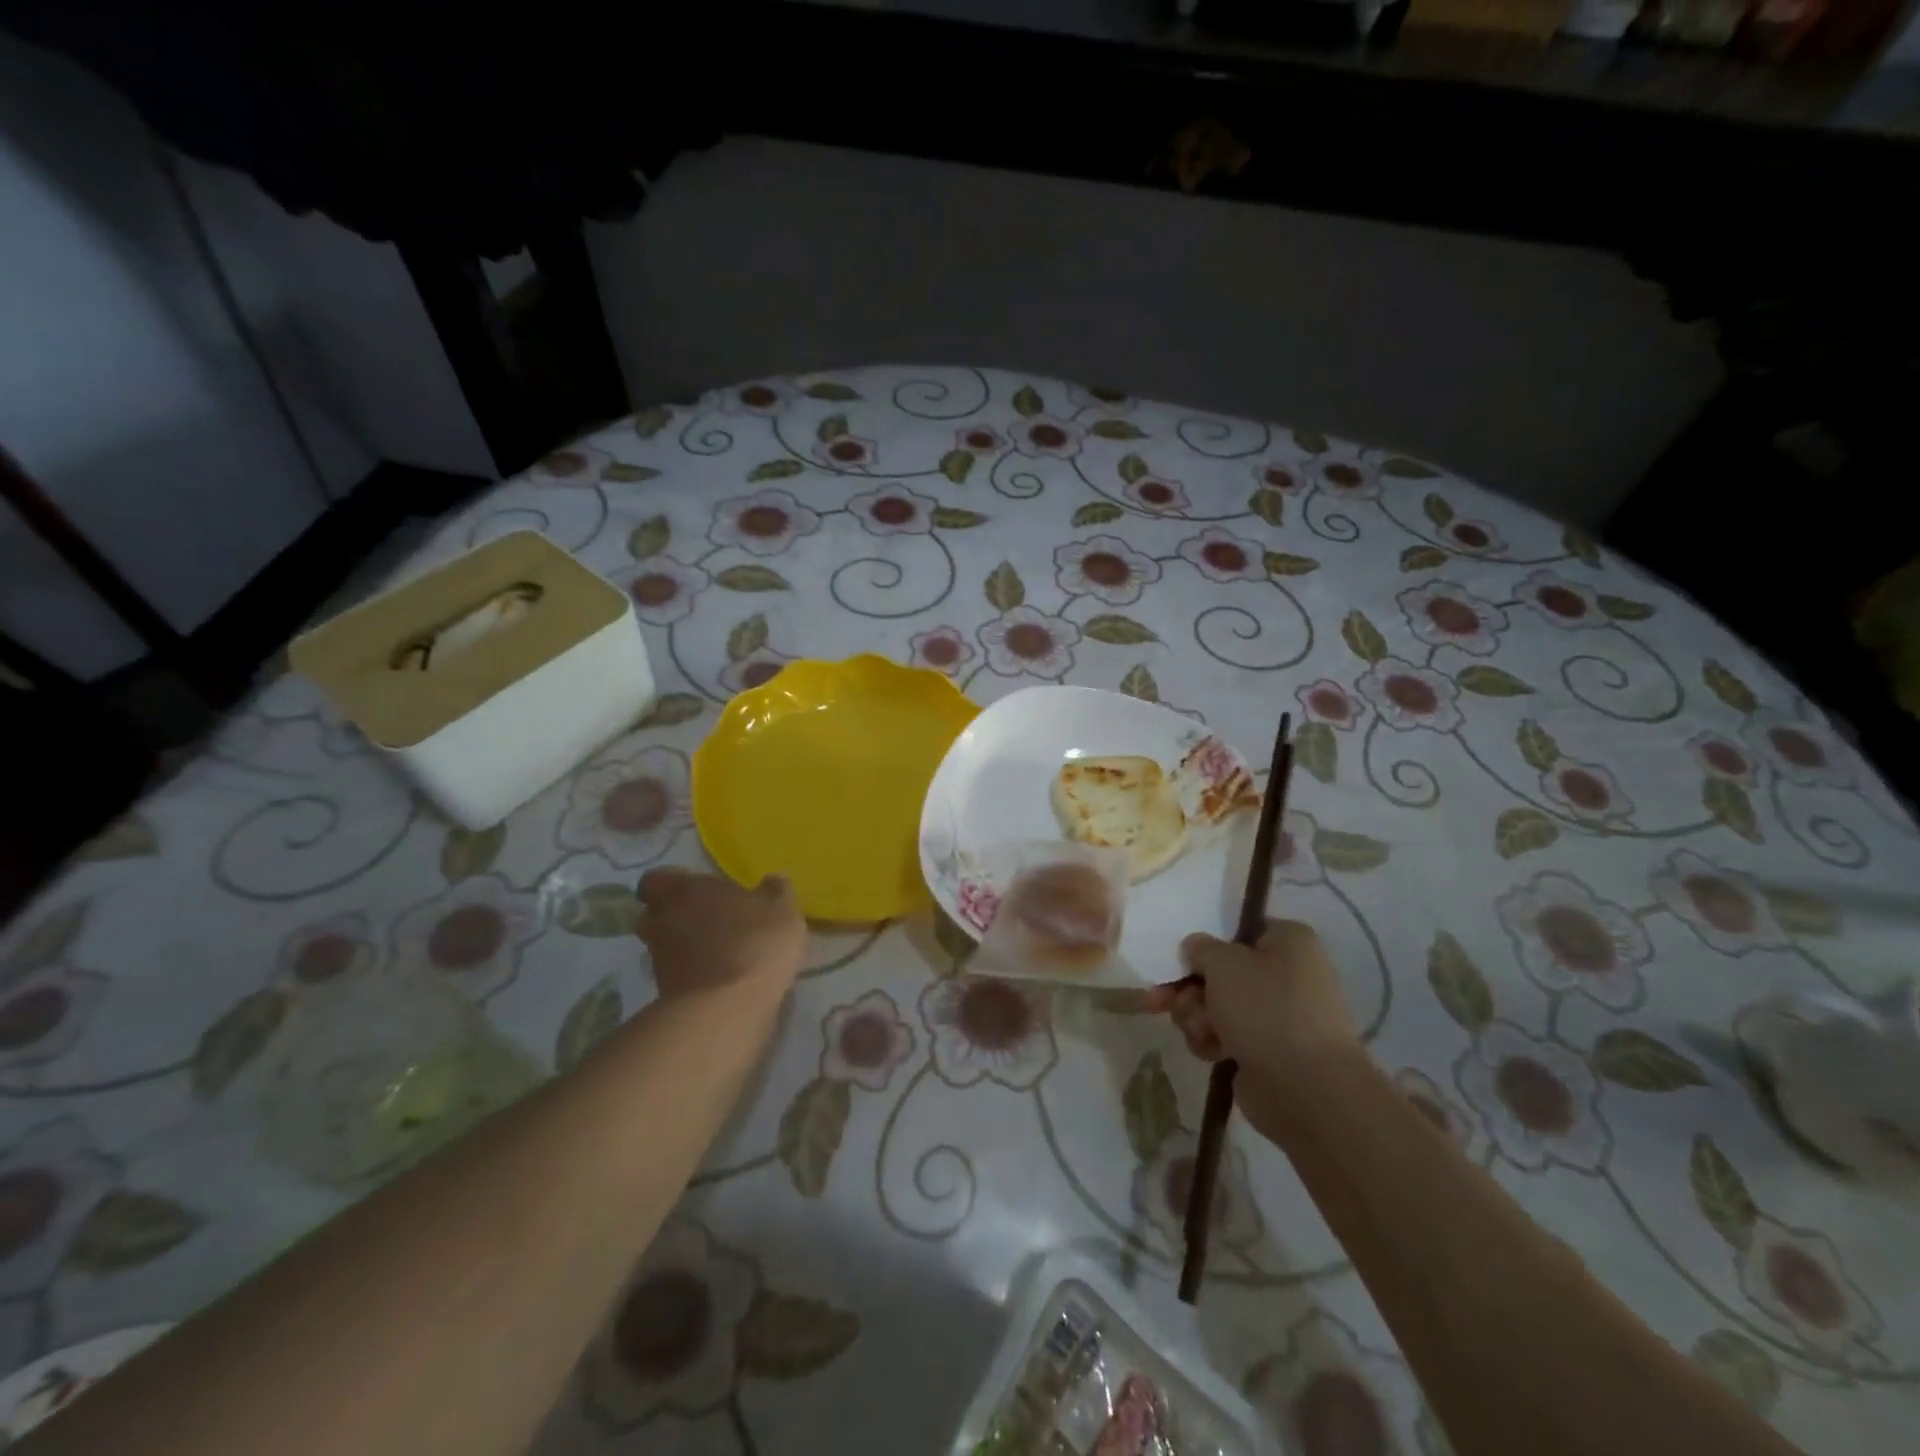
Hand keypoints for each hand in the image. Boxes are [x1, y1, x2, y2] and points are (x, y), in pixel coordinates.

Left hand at [635, 868, 805, 1001]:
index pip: (655, 880)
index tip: (695, 889)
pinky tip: (721, 979)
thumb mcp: (781, 909)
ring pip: (664, 947)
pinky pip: (676, 976)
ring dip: (684, 947)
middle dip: (675, 916)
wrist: (727, 1008)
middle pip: (654, 914)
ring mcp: (659, 961)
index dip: (672, 884)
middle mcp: (662, 921)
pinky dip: (692, 975)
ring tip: (718, 952)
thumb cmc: (754, 941)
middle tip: (707, 919)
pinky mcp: (664, 995)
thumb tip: (773, 880)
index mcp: (683, 890)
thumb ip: (776, 891)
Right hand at [1147, 919, 1361, 1145]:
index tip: (1182, 959)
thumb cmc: (1266, 1009)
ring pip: (1217, 1004)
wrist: (1305, 1089)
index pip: (1238, 931)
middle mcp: (1287, 974)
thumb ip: (1201, 948)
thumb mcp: (1223, 963)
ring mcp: (1277, 1015)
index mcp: (1289, 941)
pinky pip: (1226, 1034)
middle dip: (1190, 988)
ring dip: (1197, 1016)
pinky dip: (1212, 1040)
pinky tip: (1212, 1052)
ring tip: (1201, 1030)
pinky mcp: (1266, 1050)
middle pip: (1221, 971)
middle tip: (1164, 999)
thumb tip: (1196, 949)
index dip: (1207, 944)